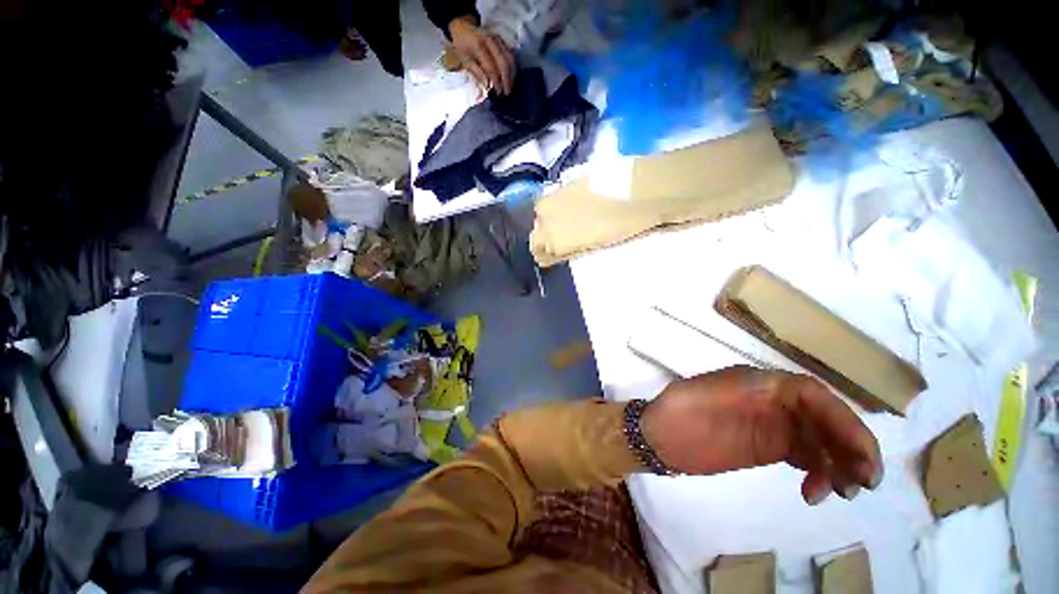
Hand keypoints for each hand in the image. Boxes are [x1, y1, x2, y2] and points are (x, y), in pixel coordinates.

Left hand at [448, 16, 514, 94]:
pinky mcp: (503, 40)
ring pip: (510, 59)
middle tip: (506, 94)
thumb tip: (487, 86)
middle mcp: (490, 40)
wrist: (463, 28)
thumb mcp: (464, 61)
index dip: (496, 82)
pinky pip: (511, 56)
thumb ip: (476, 73)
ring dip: (512, 76)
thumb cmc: (462, 47)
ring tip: (510, 88)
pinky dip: (513, 69)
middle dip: (506, 81)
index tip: (497, 94)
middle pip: (504, 63)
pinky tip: (511, 78)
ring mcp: (498, 39)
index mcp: (478, 46)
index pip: (491, 68)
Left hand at [641, 366, 882, 504]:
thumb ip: (744, 390)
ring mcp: (772, 425)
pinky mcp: (769, 447)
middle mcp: (772, 401)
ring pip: (821, 439)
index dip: (841, 419)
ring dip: (841, 463)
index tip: (859, 453)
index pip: (811, 393)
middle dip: (851, 445)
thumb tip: (783, 390)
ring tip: (841, 493)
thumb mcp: (702, 392)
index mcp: (757, 382)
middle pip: (825, 417)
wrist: (660, 436)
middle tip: (863, 482)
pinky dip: (821, 473)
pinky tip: (815, 492)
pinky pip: (807, 456)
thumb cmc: (677, 410)